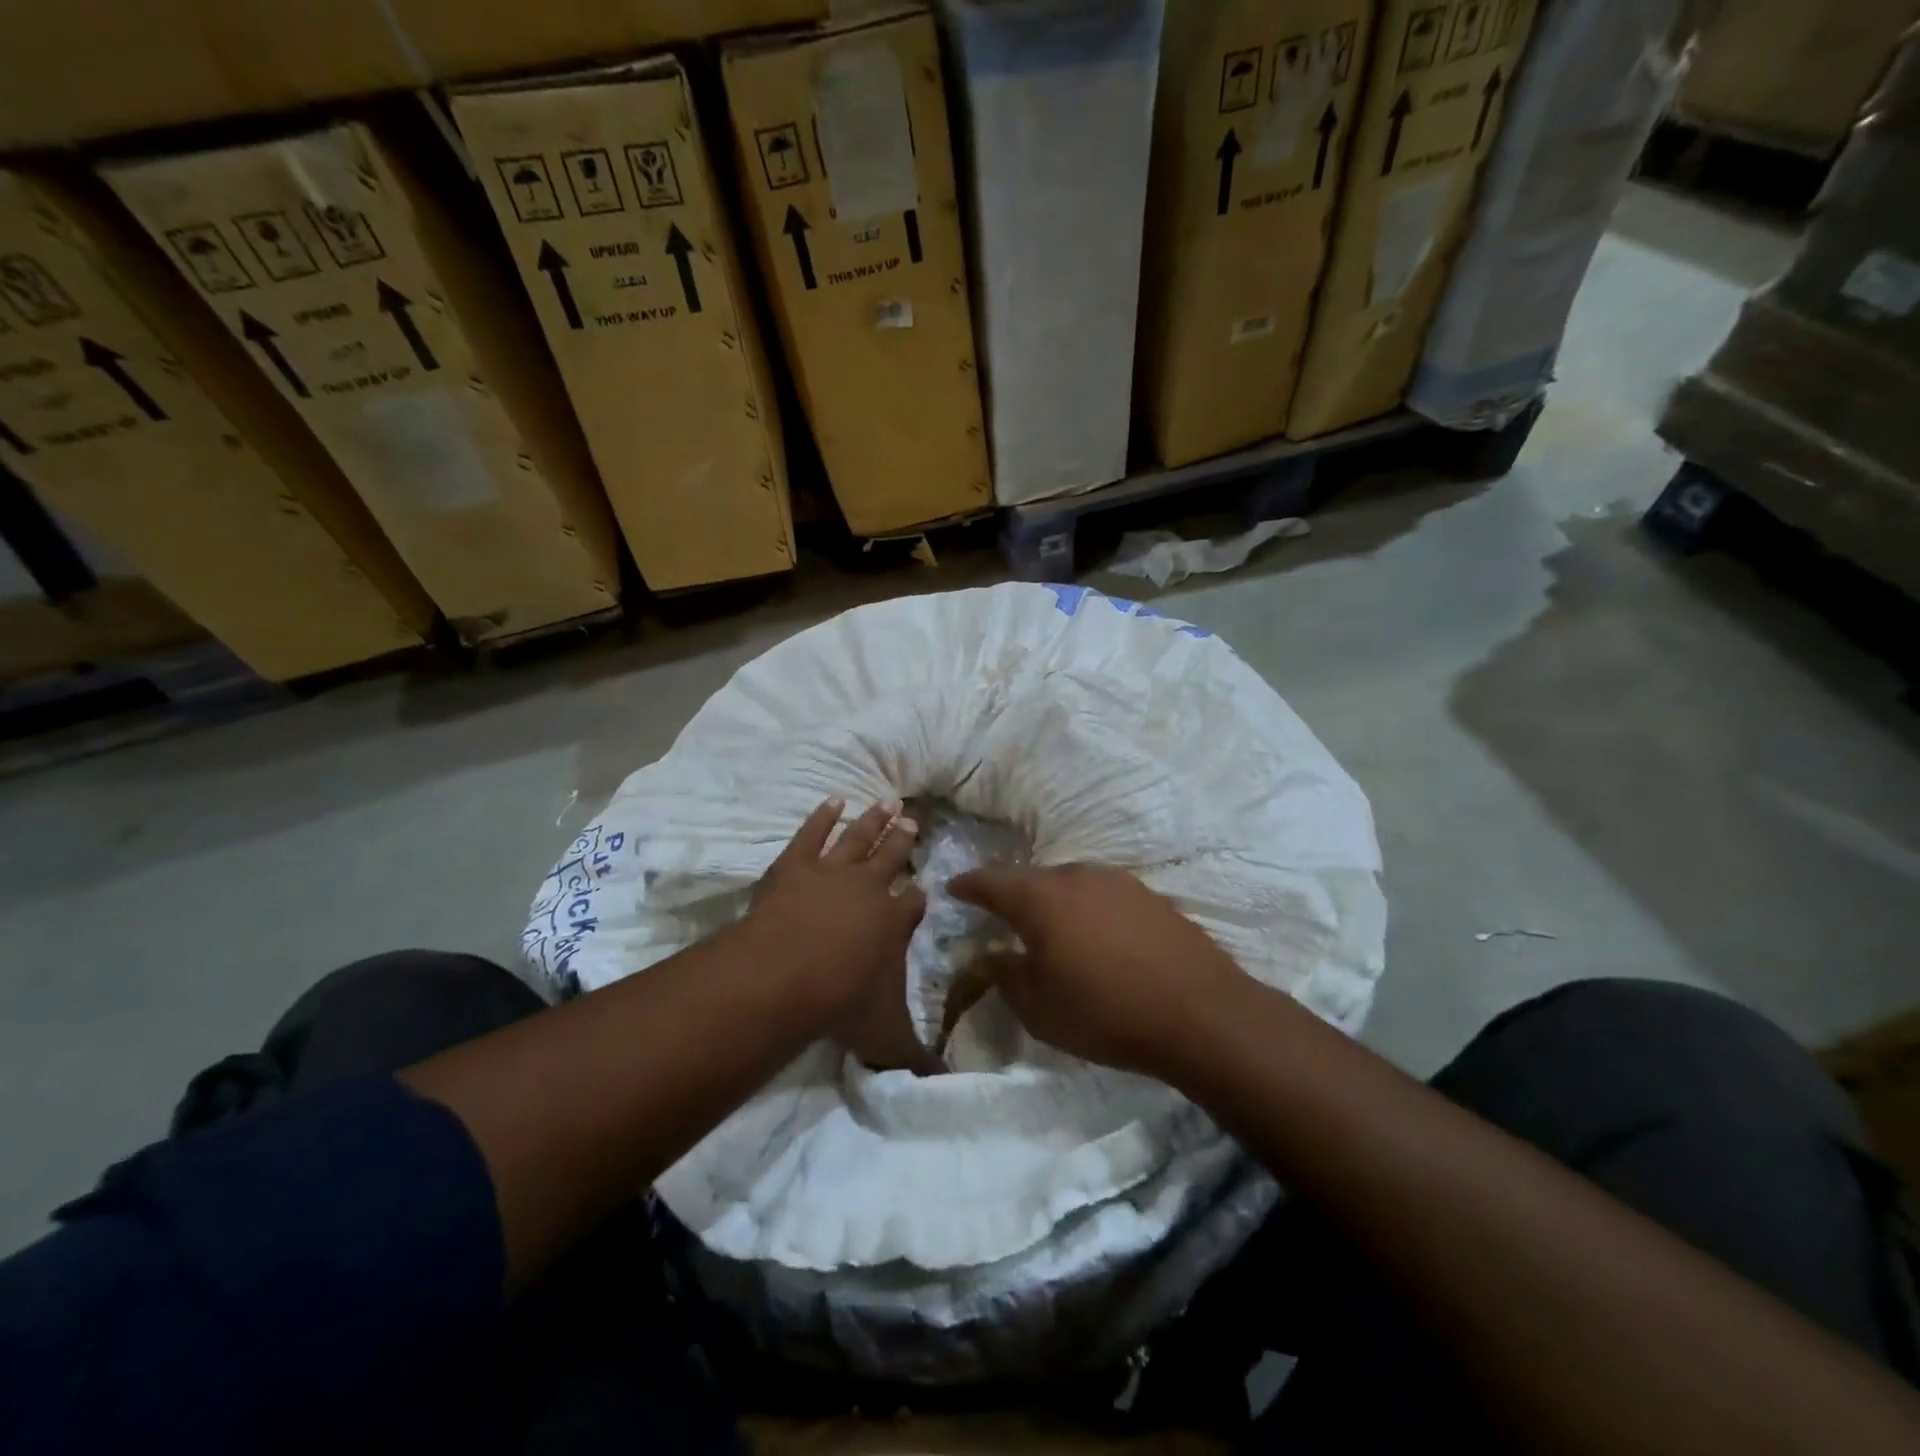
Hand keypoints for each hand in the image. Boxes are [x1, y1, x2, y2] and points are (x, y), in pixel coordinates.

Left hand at [750, 798, 935, 1072]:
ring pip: (859, 837)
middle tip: (914, 821)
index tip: (923, 888)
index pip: (913, 902)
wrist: (785, 974)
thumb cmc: (841, 1002)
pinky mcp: (796, 864)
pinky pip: (813, 832)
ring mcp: (832, 871)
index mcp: (895, 921)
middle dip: (904, 841)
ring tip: (889, 801)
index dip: (918, 896)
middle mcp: (870, 888)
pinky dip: (823, 815)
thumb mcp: (885, 1037)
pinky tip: (833, 799)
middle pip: (892, 857)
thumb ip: (915, 1059)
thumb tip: (943, 1085)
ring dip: (874, 820)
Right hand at [947, 864, 1247, 1078]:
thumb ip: (1005, 977)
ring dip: (1053, 901)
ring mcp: (1117, 882)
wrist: (1199, 1013)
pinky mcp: (1149, 895)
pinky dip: (1087, 910)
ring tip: (1050, 929)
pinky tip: (1096, 936)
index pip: (991, 881)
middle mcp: (1075, 877)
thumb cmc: (1104, 1013)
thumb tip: (989, 956)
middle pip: (1032, 878)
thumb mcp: (1039, 1008)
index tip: (954, 887)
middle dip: (1012, 895)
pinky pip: (1102, 895)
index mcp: (1040, 898)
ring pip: (1070, 884)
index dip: (969, 884)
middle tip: (1001, 916)